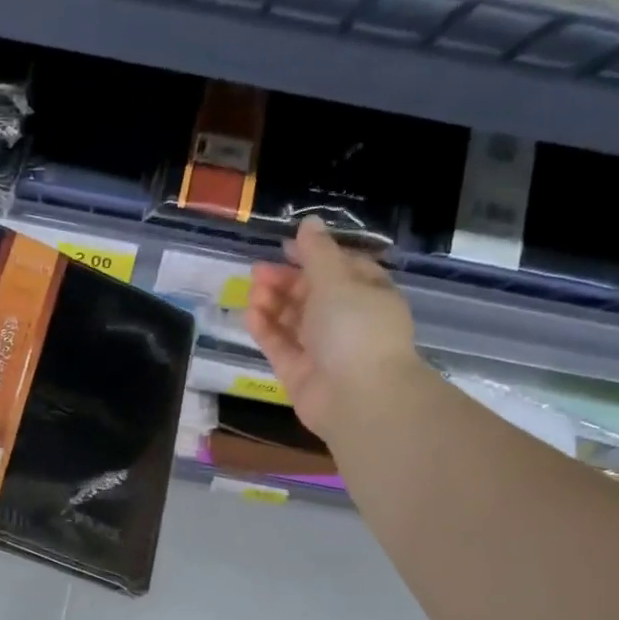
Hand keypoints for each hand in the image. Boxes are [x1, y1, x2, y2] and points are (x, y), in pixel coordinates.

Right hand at [244, 216, 422, 443]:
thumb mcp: (337, 280)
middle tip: (257, 272)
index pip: (341, 268)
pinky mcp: (300, 372)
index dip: (314, 256)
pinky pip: (280, 345)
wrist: (358, 397)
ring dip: (273, 302)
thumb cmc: (355, 328)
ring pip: (293, 320)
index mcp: (369, 295)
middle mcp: (347, 321)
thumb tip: (309, 222)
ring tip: (253, 291)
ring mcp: (323, 349)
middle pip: (312, 294)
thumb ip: (317, 252)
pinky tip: (250, 313)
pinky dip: (266, 329)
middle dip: (285, 280)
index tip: (286, 248)